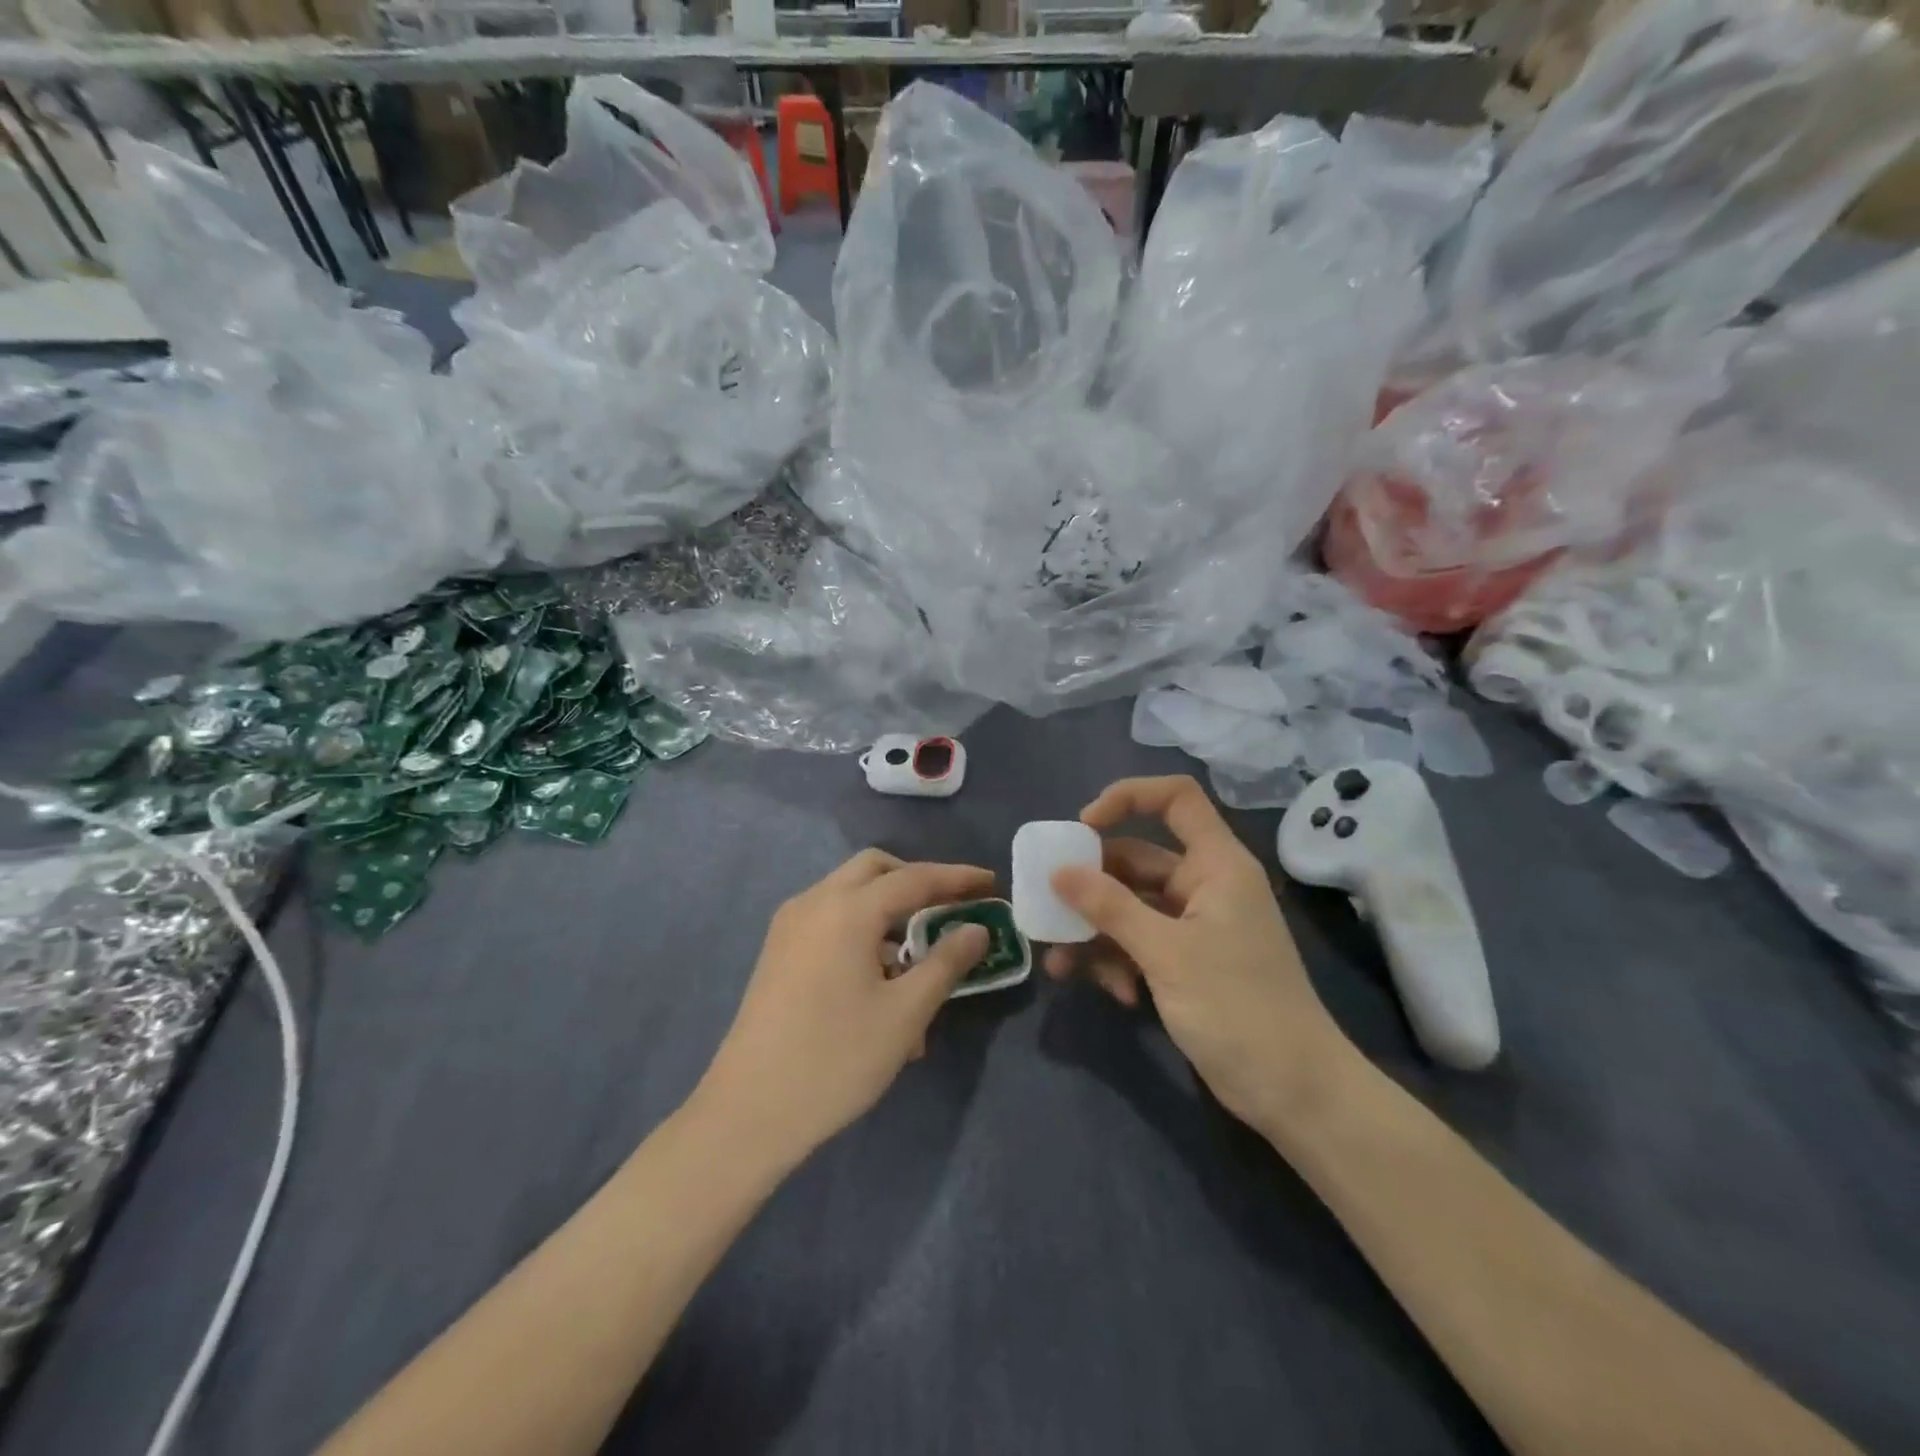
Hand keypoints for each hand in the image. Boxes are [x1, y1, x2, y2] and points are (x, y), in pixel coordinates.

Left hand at [695, 849, 993, 1165]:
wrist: (749, 1112)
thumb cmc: (836, 1059)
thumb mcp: (905, 1013)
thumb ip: (946, 962)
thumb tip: (977, 929)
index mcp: (847, 909)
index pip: (914, 877)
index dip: (957, 878)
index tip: (991, 883)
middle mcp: (814, 903)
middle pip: (875, 870)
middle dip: (917, 882)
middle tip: (952, 908)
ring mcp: (790, 926)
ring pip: (850, 895)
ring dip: (889, 910)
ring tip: (920, 959)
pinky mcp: (779, 952)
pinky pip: (830, 922)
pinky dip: (862, 931)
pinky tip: (881, 980)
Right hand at [1044, 776, 1351, 1127]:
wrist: (1295, 1094)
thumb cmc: (1239, 1007)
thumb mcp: (1166, 953)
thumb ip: (1109, 907)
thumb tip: (1058, 871)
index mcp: (1216, 864)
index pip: (1175, 798)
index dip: (1127, 797)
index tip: (1081, 828)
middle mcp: (1204, 885)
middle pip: (1136, 860)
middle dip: (1090, 885)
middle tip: (1049, 906)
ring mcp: (1194, 926)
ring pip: (1129, 907)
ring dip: (1095, 932)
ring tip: (1061, 965)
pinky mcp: (1186, 962)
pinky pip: (1138, 943)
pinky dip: (1119, 961)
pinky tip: (1116, 994)